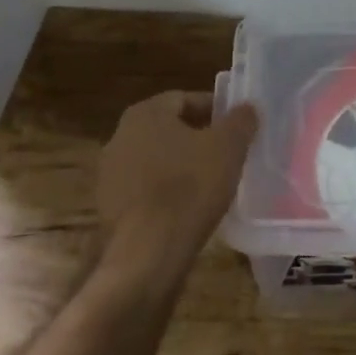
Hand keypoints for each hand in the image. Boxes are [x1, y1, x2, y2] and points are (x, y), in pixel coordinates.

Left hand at [96, 91, 259, 281]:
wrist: (147, 255)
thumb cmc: (189, 188)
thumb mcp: (228, 148)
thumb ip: (240, 120)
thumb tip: (246, 107)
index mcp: (145, 113)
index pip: (184, 99)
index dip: (214, 109)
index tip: (236, 126)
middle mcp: (120, 137)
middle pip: (168, 129)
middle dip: (197, 138)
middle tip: (227, 153)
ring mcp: (110, 175)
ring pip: (155, 160)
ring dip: (180, 167)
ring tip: (210, 183)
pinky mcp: (109, 209)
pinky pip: (145, 191)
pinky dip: (165, 194)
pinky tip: (188, 209)